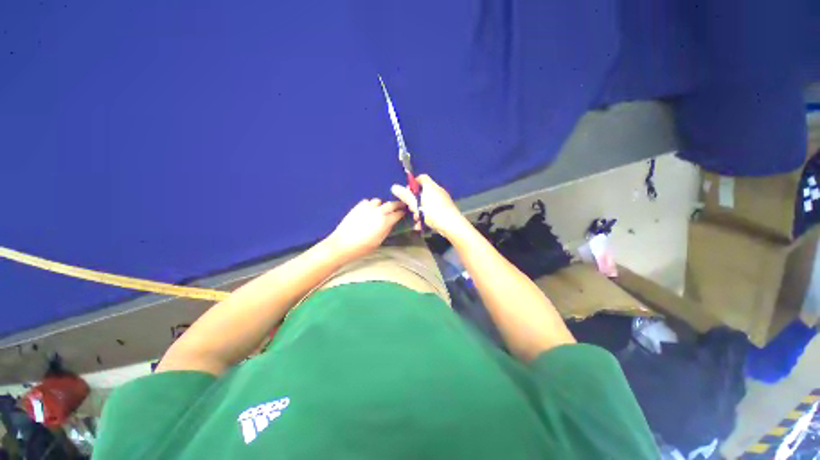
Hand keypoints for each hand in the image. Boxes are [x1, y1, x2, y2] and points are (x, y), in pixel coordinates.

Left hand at [327, 199, 405, 260]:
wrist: (342, 244)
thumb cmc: (362, 247)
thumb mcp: (379, 241)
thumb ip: (387, 230)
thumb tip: (392, 223)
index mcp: (385, 222)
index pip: (398, 214)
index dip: (402, 213)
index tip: (405, 213)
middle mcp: (378, 212)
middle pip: (391, 204)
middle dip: (397, 204)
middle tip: (400, 206)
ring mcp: (367, 207)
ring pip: (379, 201)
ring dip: (382, 205)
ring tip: (381, 210)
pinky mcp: (358, 206)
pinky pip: (368, 202)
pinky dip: (370, 205)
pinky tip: (369, 210)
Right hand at [391, 174, 466, 237]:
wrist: (452, 225)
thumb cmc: (433, 213)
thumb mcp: (416, 205)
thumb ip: (405, 196)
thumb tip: (394, 186)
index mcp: (431, 186)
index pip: (422, 177)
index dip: (413, 183)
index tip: (407, 192)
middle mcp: (438, 191)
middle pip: (423, 191)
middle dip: (415, 200)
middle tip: (411, 208)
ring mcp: (443, 200)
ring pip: (427, 203)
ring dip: (419, 210)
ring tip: (416, 219)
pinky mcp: (445, 210)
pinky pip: (433, 210)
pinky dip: (426, 216)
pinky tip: (421, 226)